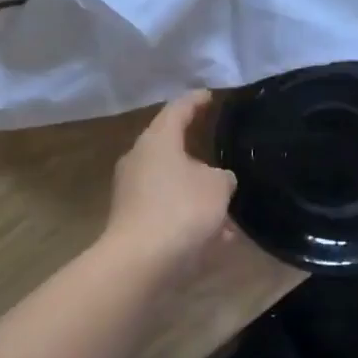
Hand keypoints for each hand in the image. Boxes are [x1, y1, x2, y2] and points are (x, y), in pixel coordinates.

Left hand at [102, 91, 237, 273]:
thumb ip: (223, 176)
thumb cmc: (181, 210)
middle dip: (196, 149)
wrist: (140, 262)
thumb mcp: (218, 187)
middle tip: (219, 146)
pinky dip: (190, 216)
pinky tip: (217, 235)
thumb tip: (218, 179)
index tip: (210, 95)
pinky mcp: (132, 220)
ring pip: (172, 182)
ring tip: (225, 199)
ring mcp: (132, 191)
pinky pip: (168, 209)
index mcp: (157, 140)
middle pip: (170, 146)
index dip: (196, 100)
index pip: (178, 109)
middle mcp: (139, 159)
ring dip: (197, 190)